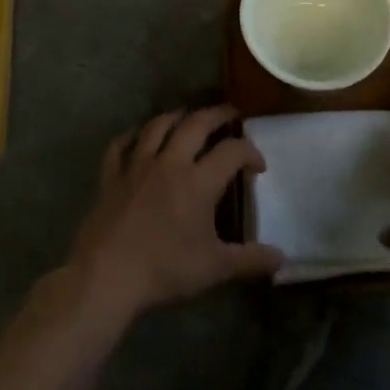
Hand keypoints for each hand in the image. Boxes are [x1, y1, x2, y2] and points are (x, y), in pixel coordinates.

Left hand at [68, 106, 283, 322]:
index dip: (250, 152)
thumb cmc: (165, 269)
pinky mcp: (111, 177)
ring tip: (188, 116)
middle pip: (196, 124)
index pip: (232, 151)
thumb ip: (250, 260)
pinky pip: (120, 145)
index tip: (258, 166)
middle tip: (230, 114)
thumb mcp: (215, 268)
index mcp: (199, 181)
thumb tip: (282, 258)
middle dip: (217, 115)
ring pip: (158, 126)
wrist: (107, 276)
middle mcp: (170, 163)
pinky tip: (138, 135)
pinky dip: (131, 135)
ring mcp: (136, 166)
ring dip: (176, 116)